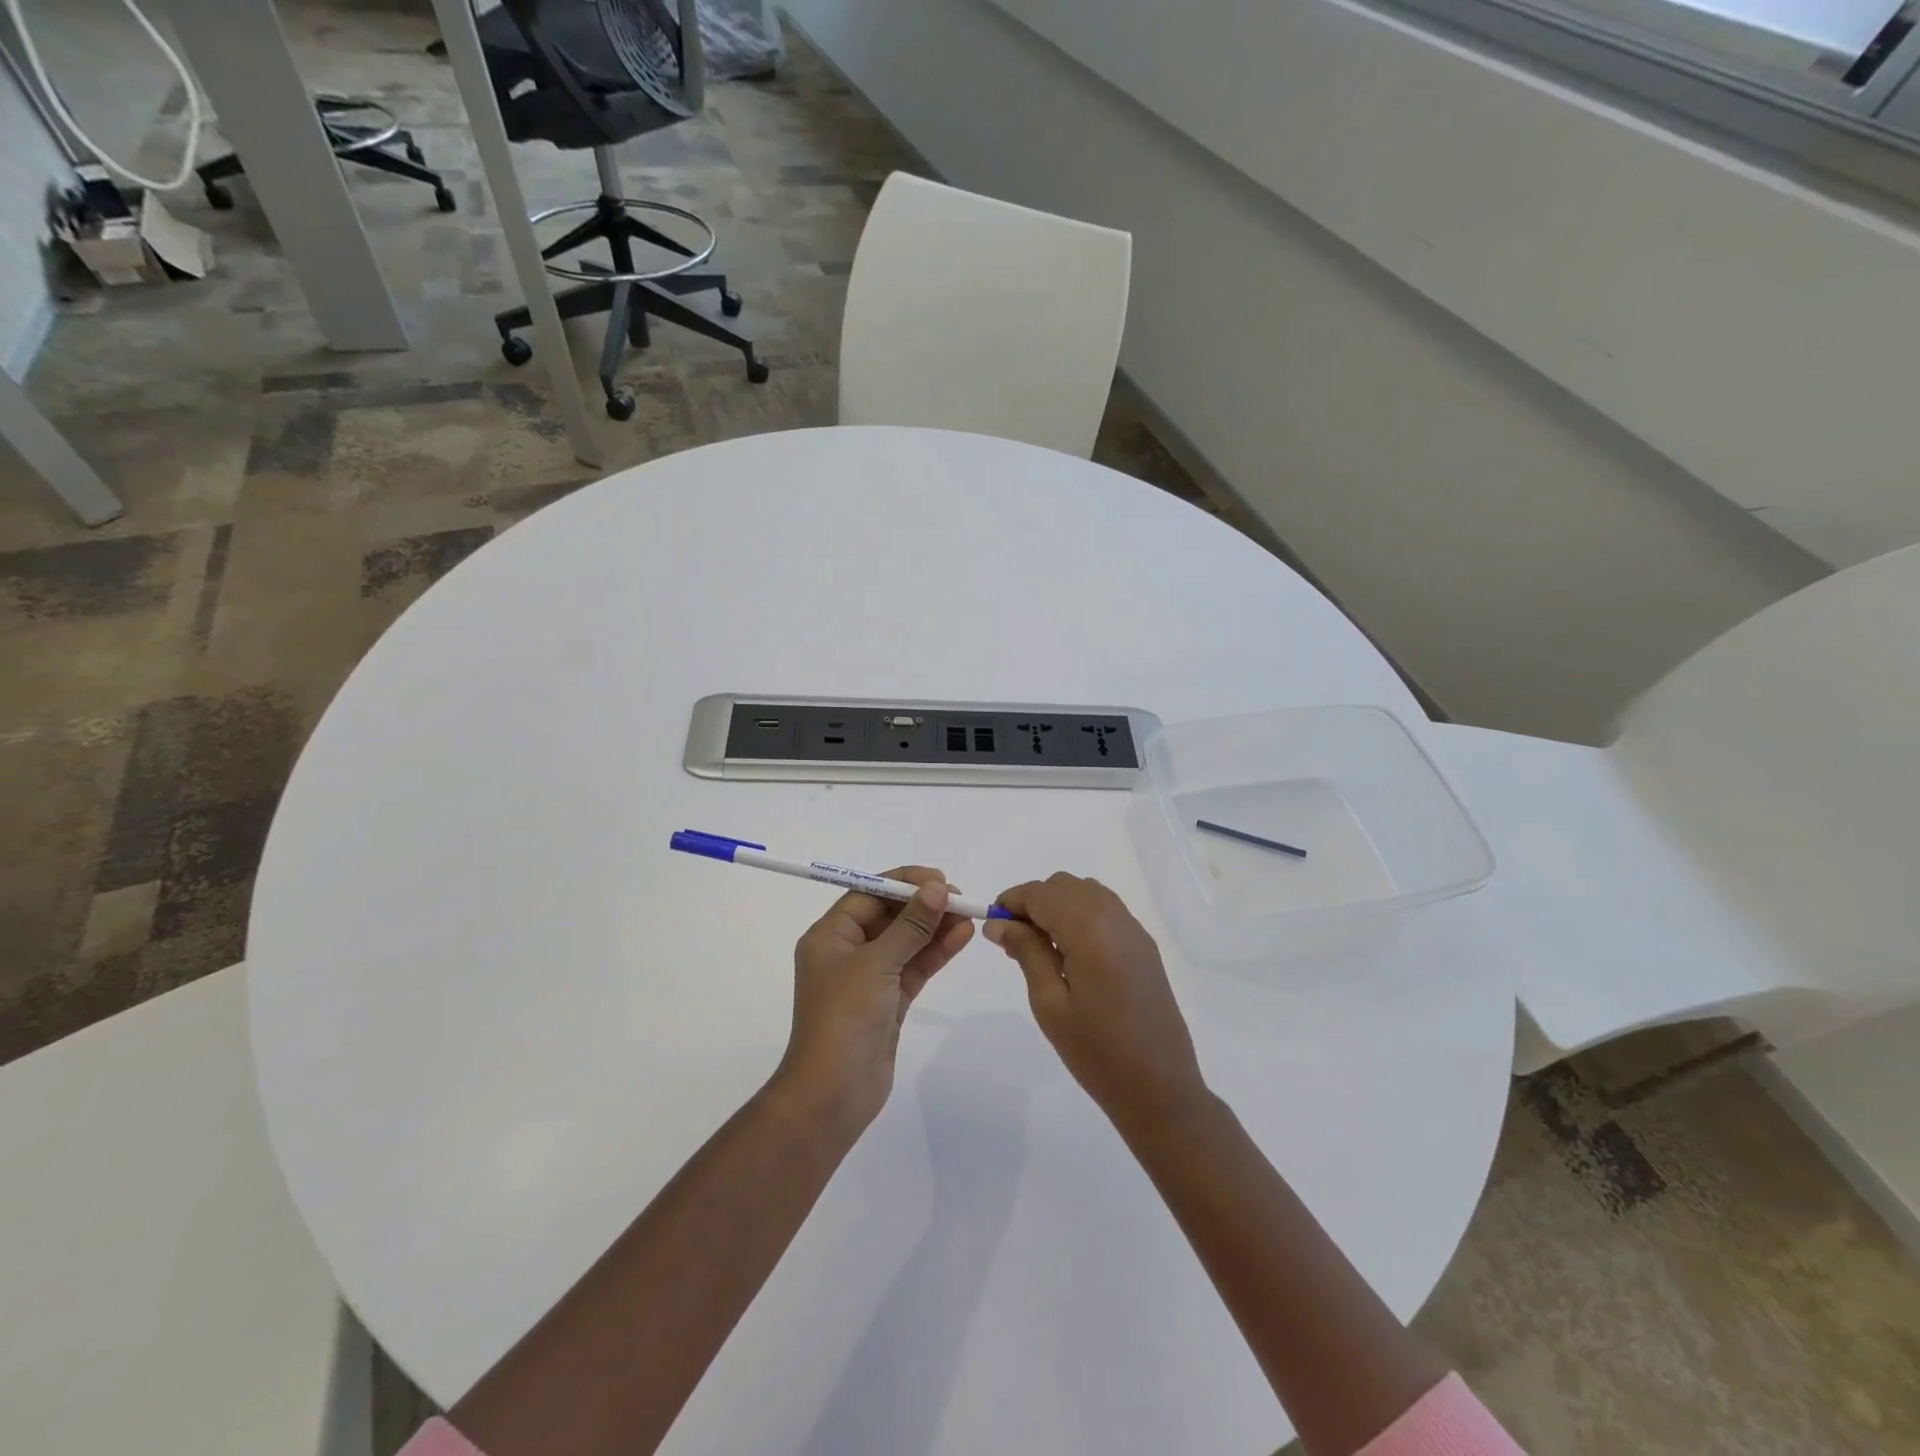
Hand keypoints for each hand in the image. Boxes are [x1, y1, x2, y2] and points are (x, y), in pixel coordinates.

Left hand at [771, 867, 974, 1137]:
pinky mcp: (888, 1001)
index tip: (939, 879)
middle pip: (889, 916)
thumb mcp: (877, 964)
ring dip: (935, 927)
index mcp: (830, 935)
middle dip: (924, 904)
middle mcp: (847, 951)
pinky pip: (914, 967)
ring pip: (906, 941)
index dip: (903, 883)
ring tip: (969, 914)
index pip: (868, 894)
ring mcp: (869, 977)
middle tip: (960, 898)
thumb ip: (910, 925)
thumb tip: (937, 889)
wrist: (832, 1094)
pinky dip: (936, 952)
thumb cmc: (844, 1018)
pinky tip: (962, 937)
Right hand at [985, 873, 1208, 1133]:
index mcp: (1089, 930)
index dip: (1012, 900)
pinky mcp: (1144, 946)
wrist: (1160, 1089)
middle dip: (1034, 902)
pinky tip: (1071, 953)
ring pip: (1087, 893)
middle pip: (1064, 886)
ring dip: (1059, 905)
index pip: (1041, 893)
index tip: (992, 924)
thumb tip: (998, 923)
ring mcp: (1134, 930)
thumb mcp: (1050, 1003)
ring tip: (1042, 947)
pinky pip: (1106, 910)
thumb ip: (1026, 952)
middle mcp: (1114, 919)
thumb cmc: (1097, 1052)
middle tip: (1014, 940)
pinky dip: (1081, 915)